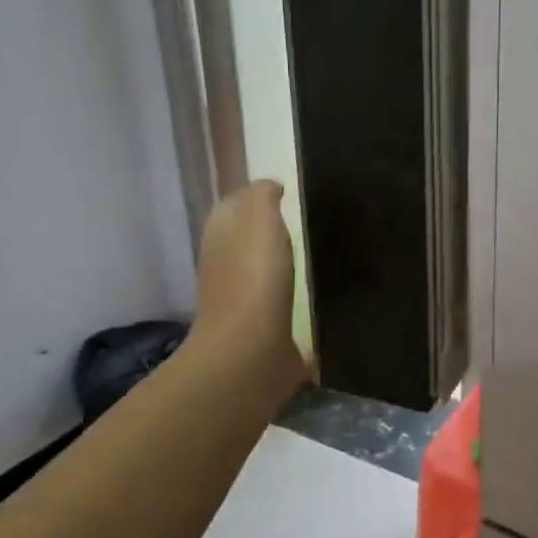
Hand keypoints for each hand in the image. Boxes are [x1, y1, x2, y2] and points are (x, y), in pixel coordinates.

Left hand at [181, 180, 306, 405]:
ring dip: (280, 262)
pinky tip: (314, 292)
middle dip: (270, 230)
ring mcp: (239, 299)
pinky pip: (276, 302)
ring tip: (315, 253)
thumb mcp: (259, 221)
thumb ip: (262, 198)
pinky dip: (290, 294)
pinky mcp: (260, 328)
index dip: (258, 196)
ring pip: (259, 270)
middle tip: (308, 221)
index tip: (291, 194)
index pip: (235, 205)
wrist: (248, 351)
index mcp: (221, 235)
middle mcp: (223, 264)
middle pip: (245, 238)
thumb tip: (270, 186)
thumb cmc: (254, 279)